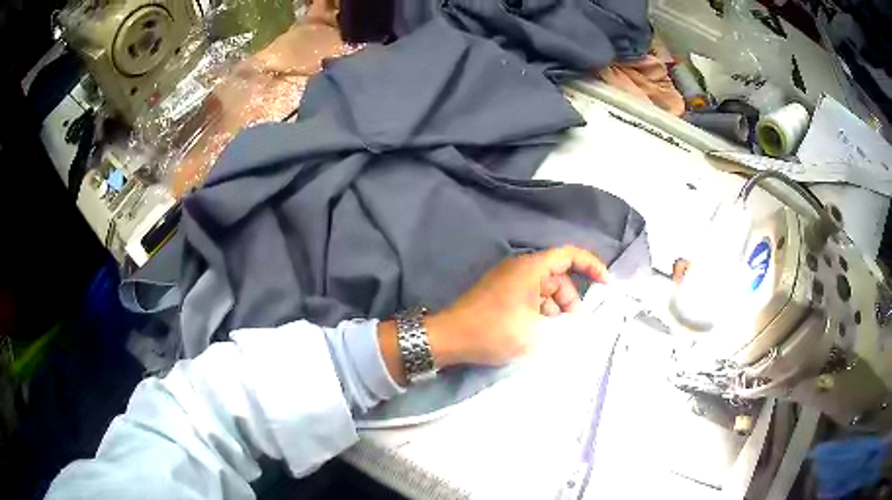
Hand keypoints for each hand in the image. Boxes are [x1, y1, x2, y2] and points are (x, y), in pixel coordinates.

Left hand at [427, 246, 608, 365]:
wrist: (449, 338)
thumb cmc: (494, 331)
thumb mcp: (536, 332)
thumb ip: (565, 327)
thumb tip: (580, 325)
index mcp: (531, 267)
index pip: (570, 255)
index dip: (592, 266)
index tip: (606, 285)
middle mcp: (521, 268)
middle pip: (558, 277)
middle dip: (570, 300)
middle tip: (572, 326)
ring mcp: (509, 281)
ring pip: (545, 290)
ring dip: (555, 309)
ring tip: (555, 334)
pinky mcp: (501, 294)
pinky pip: (530, 297)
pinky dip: (540, 312)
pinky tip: (539, 333)